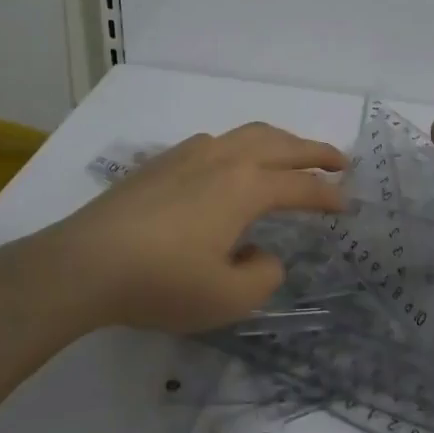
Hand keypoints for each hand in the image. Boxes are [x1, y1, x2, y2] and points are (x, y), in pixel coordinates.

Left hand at [32, 122, 346, 333]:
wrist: (85, 262)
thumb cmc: (161, 281)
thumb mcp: (225, 298)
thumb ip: (262, 275)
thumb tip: (264, 254)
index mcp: (247, 186)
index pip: (301, 186)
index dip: (329, 196)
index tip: (348, 205)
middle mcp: (225, 158)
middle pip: (281, 144)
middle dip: (314, 151)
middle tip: (339, 160)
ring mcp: (191, 153)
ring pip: (248, 134)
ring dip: (279, 141)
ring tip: (292, 155)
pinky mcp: (163, 160)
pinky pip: (217, 142)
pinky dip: (242, 146)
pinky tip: (233, 164)